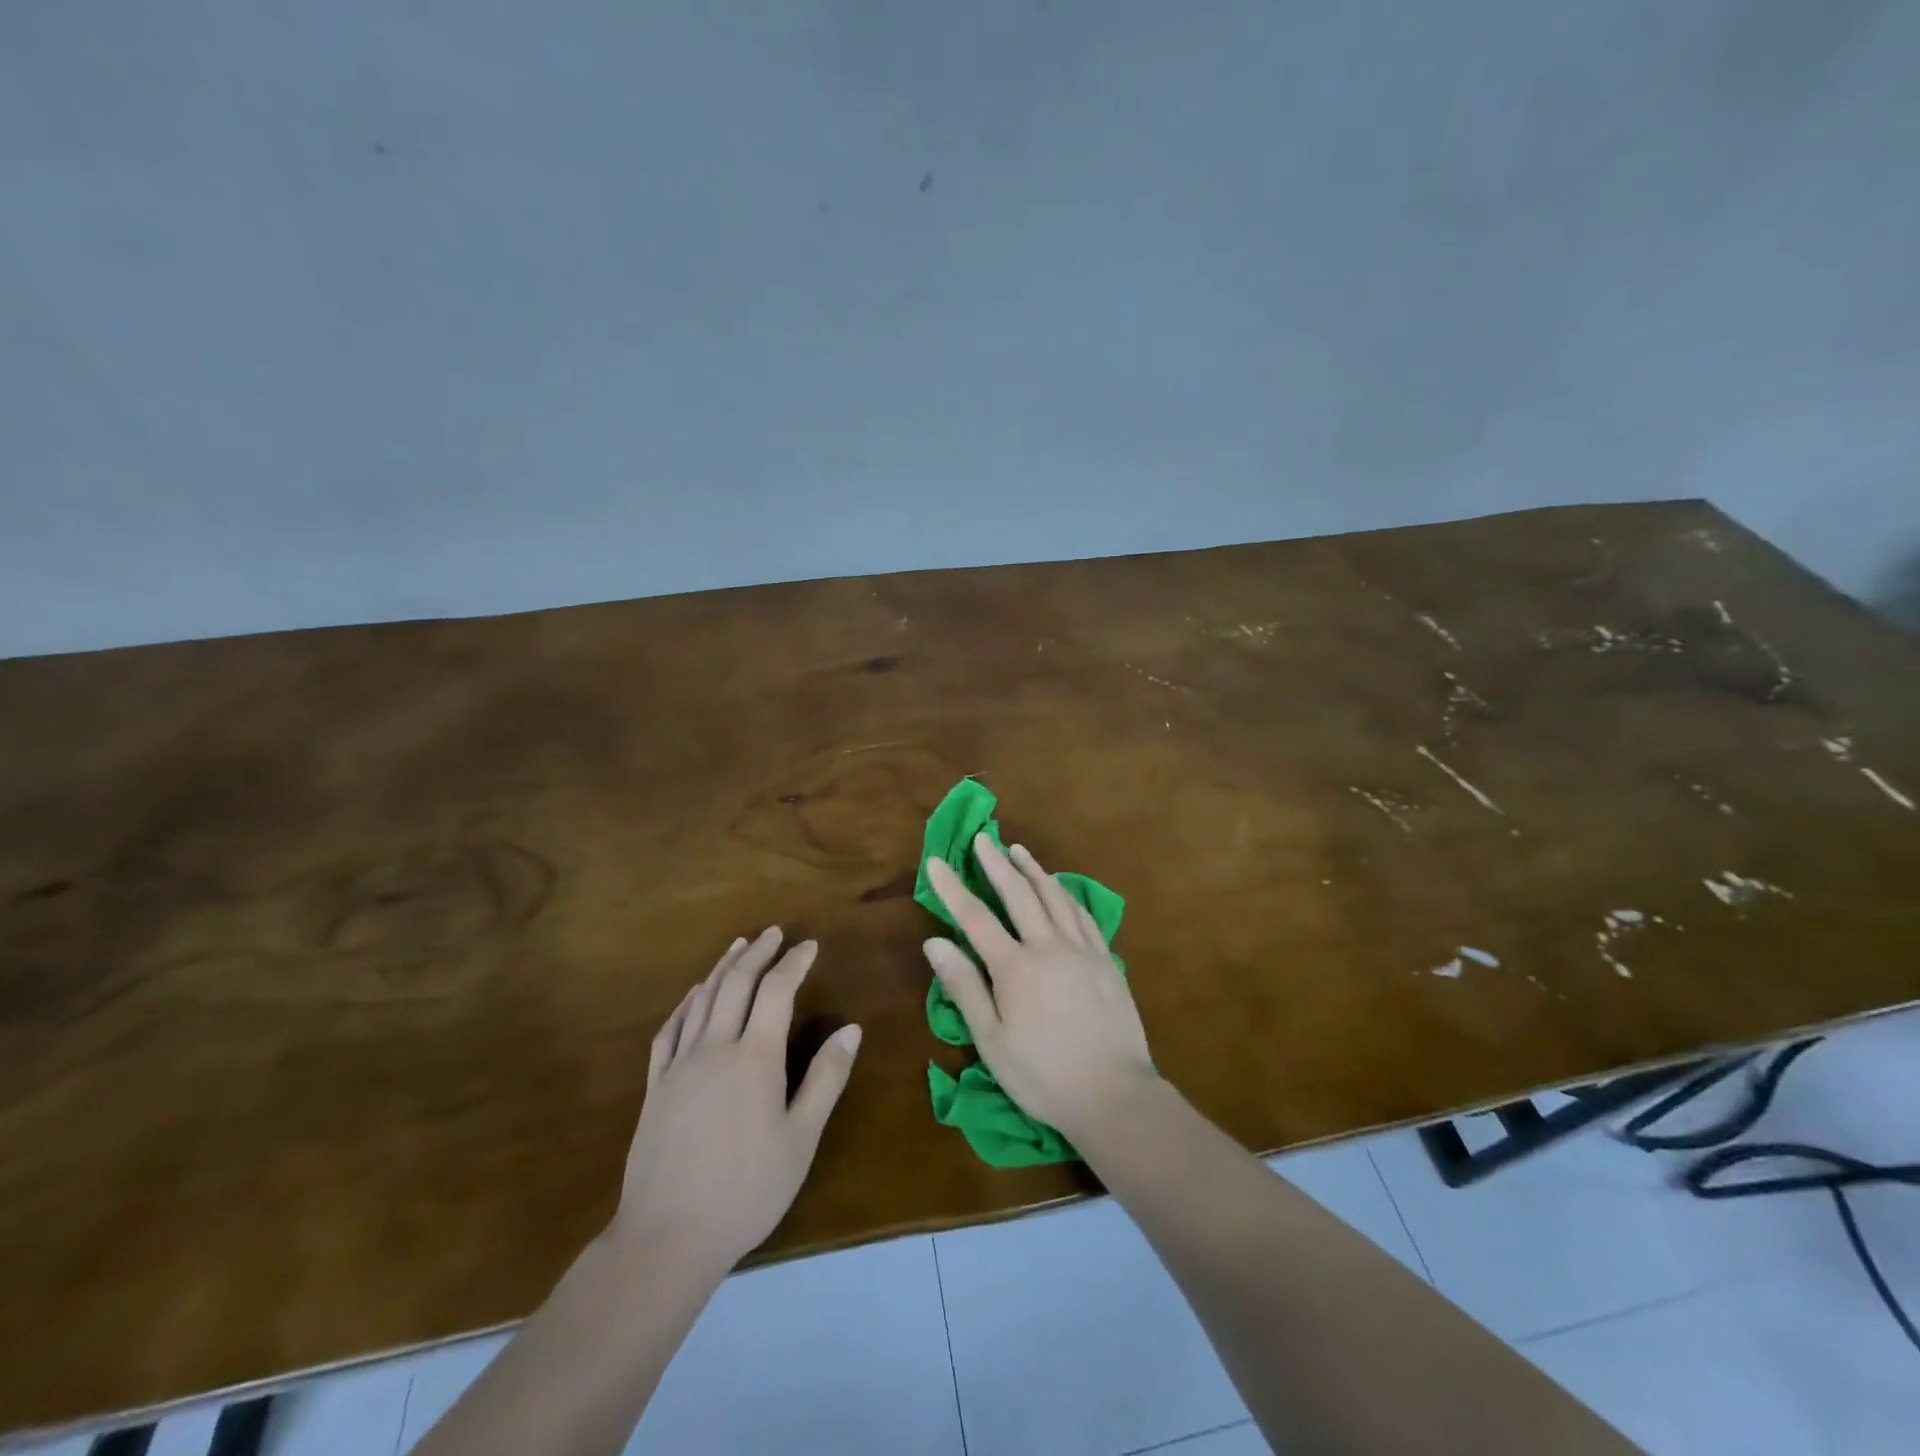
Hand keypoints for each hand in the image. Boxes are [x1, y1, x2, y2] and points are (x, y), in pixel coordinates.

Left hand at [613, 929, 861, 1273]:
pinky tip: (694, 994)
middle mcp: (715, 1047)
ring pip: (702, 999)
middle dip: (758, 952)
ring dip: (723, 967)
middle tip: (773, 932)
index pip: (777, 990)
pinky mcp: (655, 1085)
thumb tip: (852, 1029)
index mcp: (755, 1057)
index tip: (809, 945)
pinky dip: (686, 1002)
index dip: (794, 962)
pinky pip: (670, 1029)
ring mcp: (680, 1064)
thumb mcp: (800, 1139)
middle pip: (737, 983)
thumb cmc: (746, 1190)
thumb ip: (827, 1079)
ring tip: (738, 946)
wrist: (666, 1237)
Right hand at [923, 836, 1155, 1141]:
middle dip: (996, 864)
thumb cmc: (1043, 1075)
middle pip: (1018, 894)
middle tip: (983, 838)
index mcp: (1015, 967)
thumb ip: (964, 986)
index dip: (953, 889)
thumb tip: (935, 942)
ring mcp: (1082, 949)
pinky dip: (1066, 894)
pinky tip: (1060, 887)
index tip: (936, 862)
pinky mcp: (1106, 960)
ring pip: (1054, 897)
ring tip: (1018, 850)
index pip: (976, 918)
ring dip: (1033, 870)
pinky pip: (1082, 914)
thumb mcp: (992, 1040)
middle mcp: (1048, 946)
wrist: (1114, 1094)